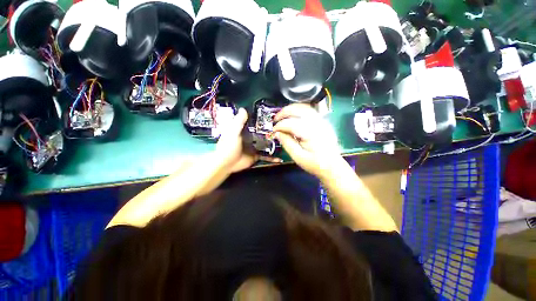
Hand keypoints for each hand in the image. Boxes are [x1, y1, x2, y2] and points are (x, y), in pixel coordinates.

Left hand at [216, 108, 280, 172]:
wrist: (226, 164)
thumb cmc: (228, 146)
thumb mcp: (232, 132)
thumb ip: (238, 122)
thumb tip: (243, 109)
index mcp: (244, 130)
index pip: (254, 123)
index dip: (262, 120)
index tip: (273, 116)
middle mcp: (251, 137)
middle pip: (263, 133)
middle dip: (271, 131)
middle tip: (283, 128)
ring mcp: (255, 147)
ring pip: (266, 143)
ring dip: (273, 142)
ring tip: (285, 139)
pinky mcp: (256, 155)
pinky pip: (266, 156)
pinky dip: (272, 158)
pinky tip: (279, 158)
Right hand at [273, 104, 341, 176]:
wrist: (332, 166)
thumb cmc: (314, 164)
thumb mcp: (297, 156)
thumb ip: (287, 143)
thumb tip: (277, 132)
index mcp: (310, 133)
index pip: (291, 123)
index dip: (279, 126)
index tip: (273, 131)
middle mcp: (317, 123)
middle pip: (298, 109)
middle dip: (284, 112)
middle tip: (275, 119)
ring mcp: (322, 121)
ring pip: (304, 107)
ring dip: (291, 109)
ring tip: (282, 116)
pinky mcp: (323, 122)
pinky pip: (309, 111)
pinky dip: (299, 111)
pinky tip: (293, 117)